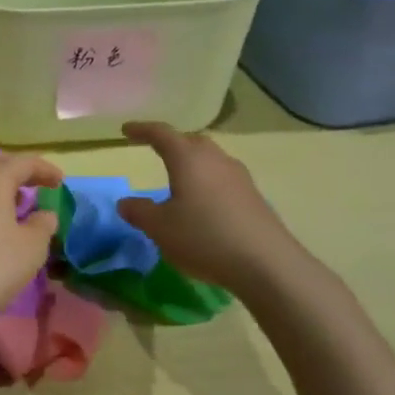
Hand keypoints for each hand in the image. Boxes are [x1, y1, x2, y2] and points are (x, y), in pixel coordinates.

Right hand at [116, 122, 304, 293]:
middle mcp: (216, 160)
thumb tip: (125, 202)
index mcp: (188, 159)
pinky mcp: (254, 198)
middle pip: (191, 141)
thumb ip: (139, 212)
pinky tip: (204, 203)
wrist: (268, 265)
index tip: (126, 130)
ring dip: (193, 162)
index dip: (142, 130)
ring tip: (179, 177)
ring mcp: (239, 178)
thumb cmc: (204, 237)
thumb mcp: (160, 228)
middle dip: (171, 143)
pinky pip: (224, 179)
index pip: (161, 134)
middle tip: (155, 149)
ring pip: (211, 159)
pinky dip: (208, 182)